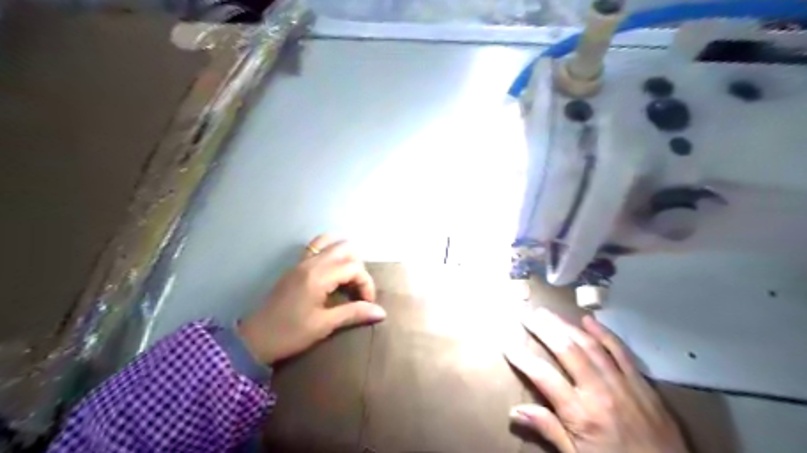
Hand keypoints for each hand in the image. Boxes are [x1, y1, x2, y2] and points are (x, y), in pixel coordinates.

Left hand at [238, 235, 384, 361]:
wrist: (253, 339)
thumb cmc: (290, 334)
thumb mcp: (324, 325)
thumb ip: (353, 313)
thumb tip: (382, 312)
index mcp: (318, 276)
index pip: (354, 267)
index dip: (366, 283)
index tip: (367, 303)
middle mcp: (310, 263)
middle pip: (345, 249)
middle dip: (358, 267)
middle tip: (357, 290)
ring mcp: (301, 262)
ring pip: (331, 243)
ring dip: (345, 256)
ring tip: (348, 278)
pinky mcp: (295, 267)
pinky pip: (317, 247)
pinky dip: (331, 252)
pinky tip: (333, 272)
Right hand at [502, 309, 685, 450]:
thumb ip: (549, 431)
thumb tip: (514, 411)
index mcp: (582, 415)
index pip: (543, 376)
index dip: (522, 357)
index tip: (507, 342)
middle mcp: (600, 392)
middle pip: (566, 351)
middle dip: (543, 329)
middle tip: (526, 313)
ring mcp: (623, 384)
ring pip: (590, 345)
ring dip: (566, 325)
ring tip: (547, 312)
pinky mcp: (642, 383)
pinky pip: (621, 351)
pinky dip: (604, 333)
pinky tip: (588, 319)